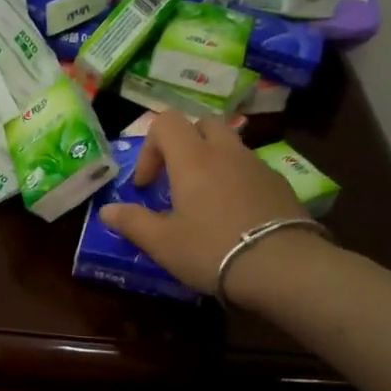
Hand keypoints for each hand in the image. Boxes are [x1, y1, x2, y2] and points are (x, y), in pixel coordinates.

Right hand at [98, 111, 319, 298]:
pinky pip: (250, 169)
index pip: (166, 122)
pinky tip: (233, 216)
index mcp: (193, 159)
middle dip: (184, 144)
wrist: (282, 268)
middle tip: (175, 180)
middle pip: (202, 124)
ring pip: (229, 146)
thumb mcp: (162, 243)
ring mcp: (257, 166)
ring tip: (204, 201)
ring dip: (211, 162)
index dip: (149, 149)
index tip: (146, 186)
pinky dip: (235, 180)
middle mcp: (226, 152)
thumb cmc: (211, 250)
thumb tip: (107, 211)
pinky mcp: (280, 185)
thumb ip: (132, 222)